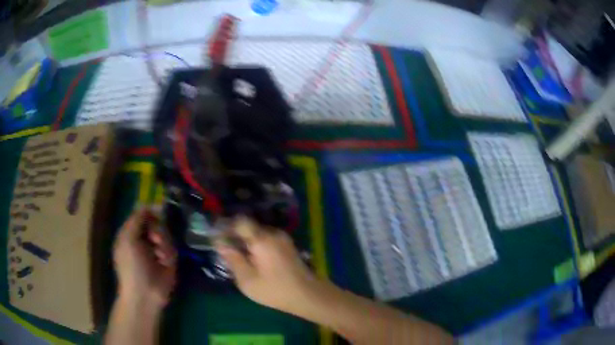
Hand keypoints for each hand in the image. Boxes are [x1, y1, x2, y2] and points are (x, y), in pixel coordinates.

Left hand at [113, 207, 176, 308]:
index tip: (158, 212)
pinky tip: (165, 262)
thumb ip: (136, 219)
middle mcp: (144, 239)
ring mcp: (157, 250)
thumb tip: (148, 205)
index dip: (150, 213)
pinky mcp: (169, 260)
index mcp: (131, 233)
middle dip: (157, 229)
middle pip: (157, 223)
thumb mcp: (128, 238)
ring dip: (164, 243)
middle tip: (155, 239)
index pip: (143, 215)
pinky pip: (173, 248)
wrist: (145, 294)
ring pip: (166, 234)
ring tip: (160, 255)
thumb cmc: (131, 266)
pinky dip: (169, 253)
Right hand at [216, 217, 316, 313]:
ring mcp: (283, 238)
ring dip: (248, 242)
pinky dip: (259, 246)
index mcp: (262, 239)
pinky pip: (268, 239)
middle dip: (237, 236)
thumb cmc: (275, 290)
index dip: (227, 227)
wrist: (308, 295)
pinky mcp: (289, 246)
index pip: (240, 222)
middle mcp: (274, 233)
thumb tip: (221, 244)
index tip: (219, 238)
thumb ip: (233, 259)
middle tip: (229, 251)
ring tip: (242, 258)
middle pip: (250, 227)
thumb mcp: (247, 280)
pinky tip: (256, 261)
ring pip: (259, 233)